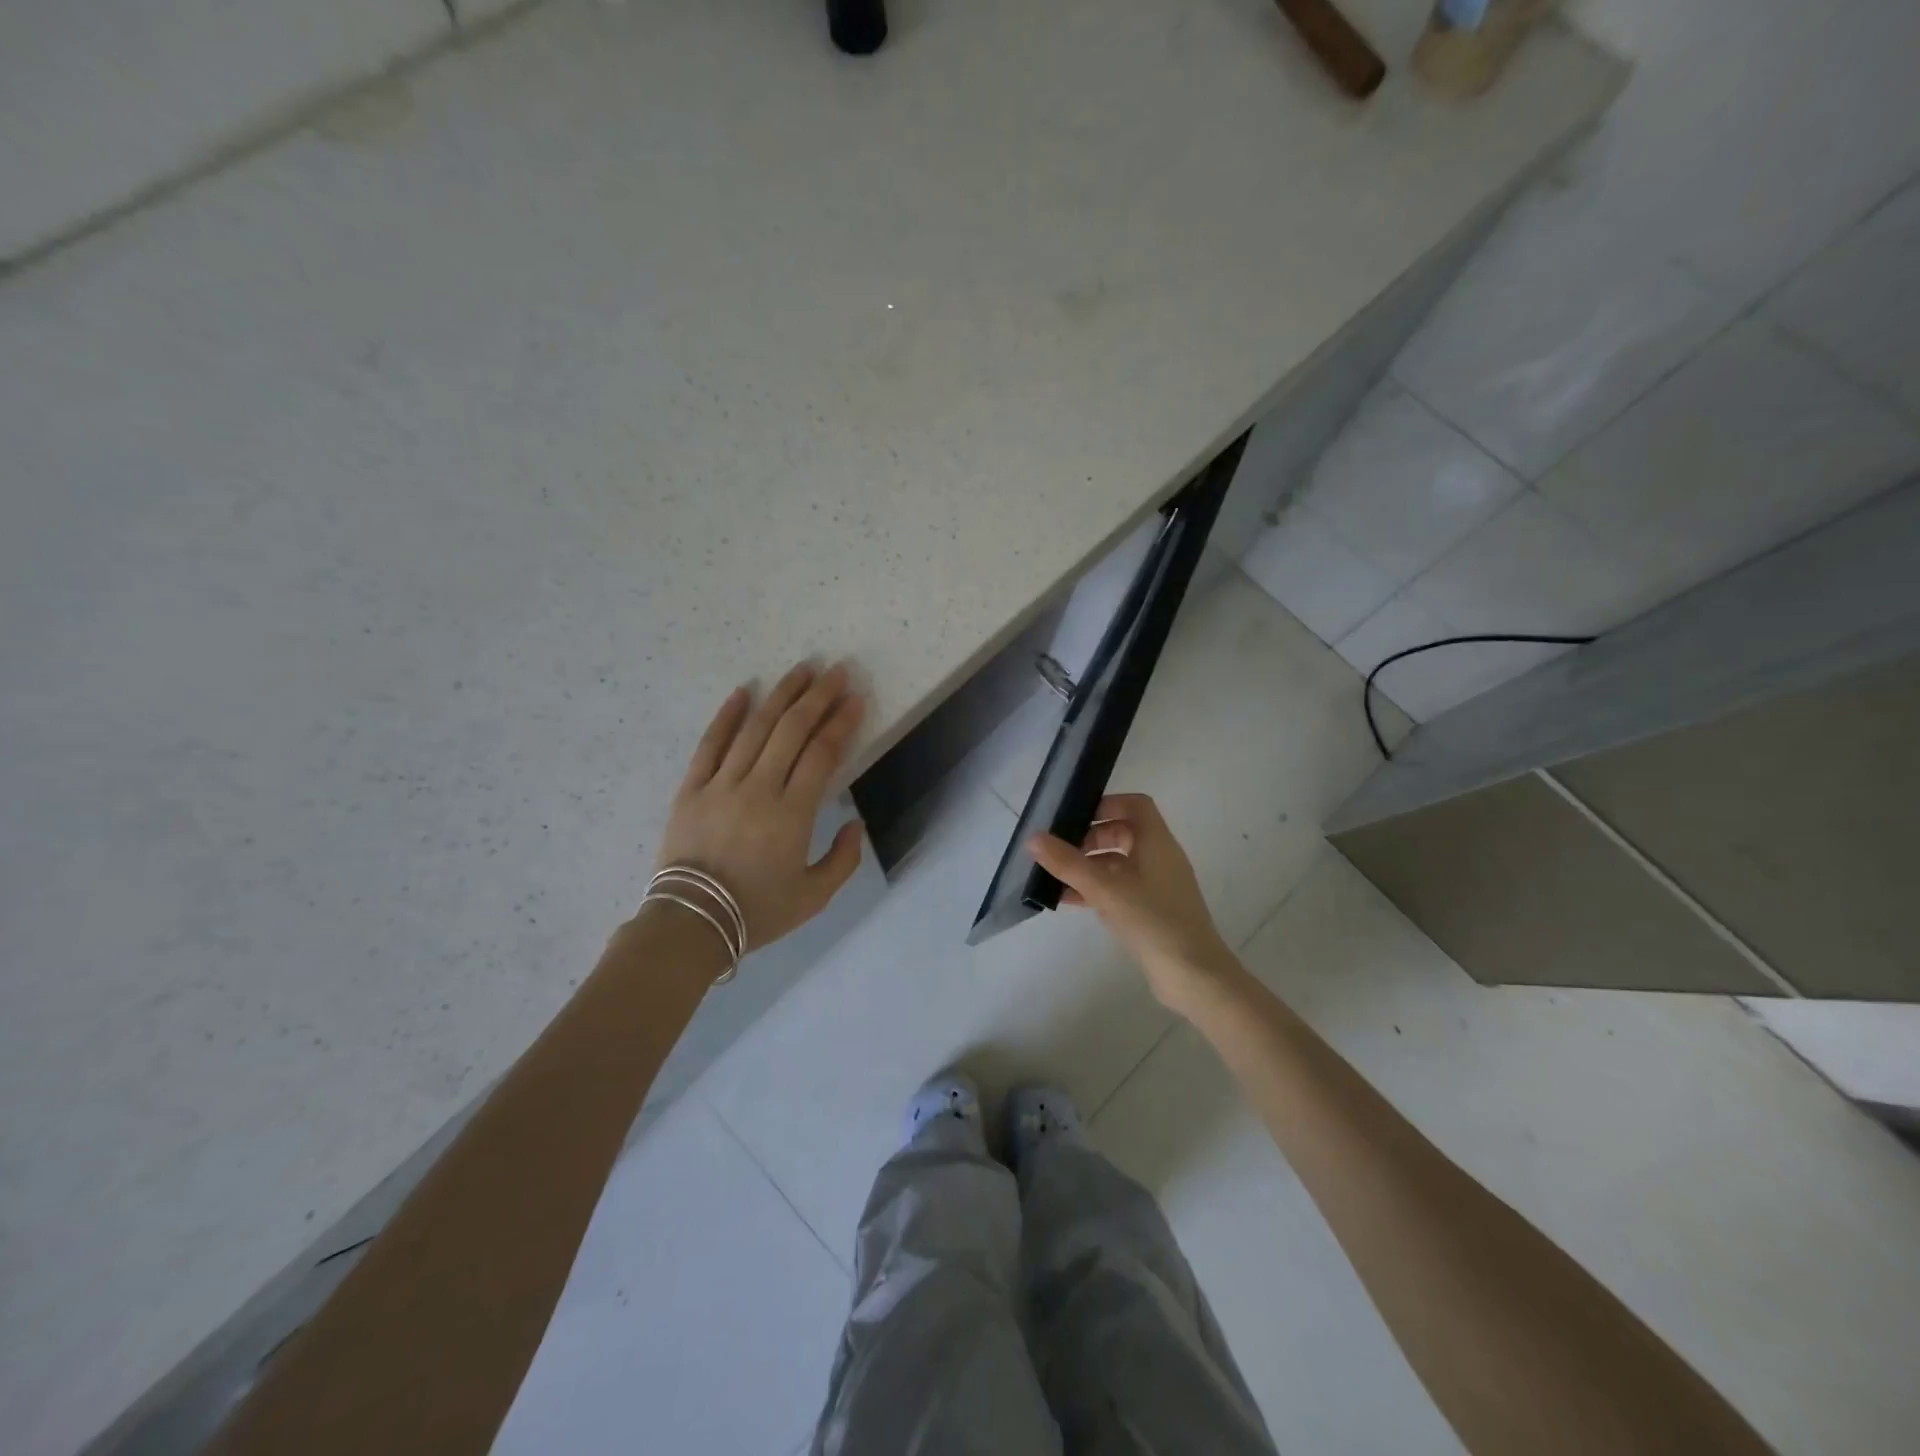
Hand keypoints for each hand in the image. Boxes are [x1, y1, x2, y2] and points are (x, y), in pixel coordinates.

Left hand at [653, 662, 865, 951]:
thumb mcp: (814, 897)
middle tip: (836, 671)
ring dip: (781, 695)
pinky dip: (727, 716)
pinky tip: (742, 691)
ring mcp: (721, 785)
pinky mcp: (691, 788)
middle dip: (818, 697)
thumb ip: (844, 859)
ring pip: (755, 728)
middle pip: (792, 730)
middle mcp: (758, 789)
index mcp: (792, 814)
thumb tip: (855, 822)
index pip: (822, 754)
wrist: (691, 923)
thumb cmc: (757, 911)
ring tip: (801, 670)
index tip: (856, 698)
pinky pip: (710, 744)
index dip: (841, 722)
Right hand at [1028, 794, 1241, 1012]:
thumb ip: (1067, 862)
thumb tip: (1034, 838)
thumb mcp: (1104, 888)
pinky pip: (1121, 889)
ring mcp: (1159, 886)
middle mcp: (1160, 858)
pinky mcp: (1154, 911)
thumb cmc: (1152, 920)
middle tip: (1061, 850)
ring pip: (1119, 864)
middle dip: (1091, 838)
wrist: (1193, 975)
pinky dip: (1097, 889)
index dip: (1106, 804)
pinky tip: (1070, 901)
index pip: (1135, 805)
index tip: (1076, 817)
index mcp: (1156, 842)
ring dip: (1090, 866)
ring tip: (1057, 877)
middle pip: (1124, 833)